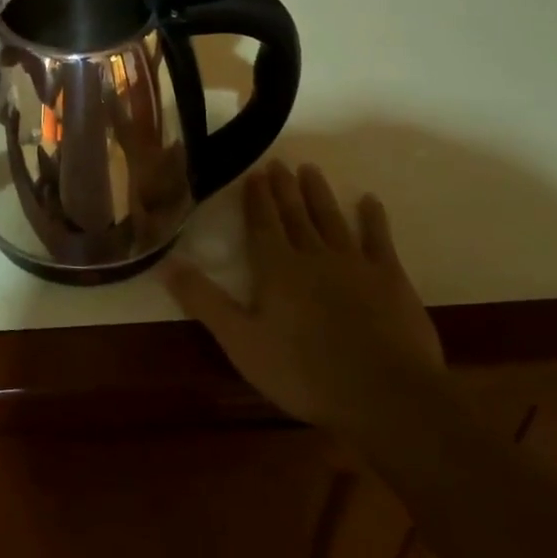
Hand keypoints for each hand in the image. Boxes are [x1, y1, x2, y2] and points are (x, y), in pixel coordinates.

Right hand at [165, 161, 443, 431]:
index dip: (257, 199)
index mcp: (276, 268)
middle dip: (284, 188)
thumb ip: (204, 301)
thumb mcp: (241, 341)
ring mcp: (355, 264)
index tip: (254, 174)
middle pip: (295, 214)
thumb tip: (165, 264)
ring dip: (319, 194)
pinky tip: (370, 201)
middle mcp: (313, 255)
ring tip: (310, 170)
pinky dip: (373, 219)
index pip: (262, 224)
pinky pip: (379, 239)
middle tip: (279, 163)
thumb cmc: (304, 371)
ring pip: (331, 219)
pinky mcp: (390, 279)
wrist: (384, 394)